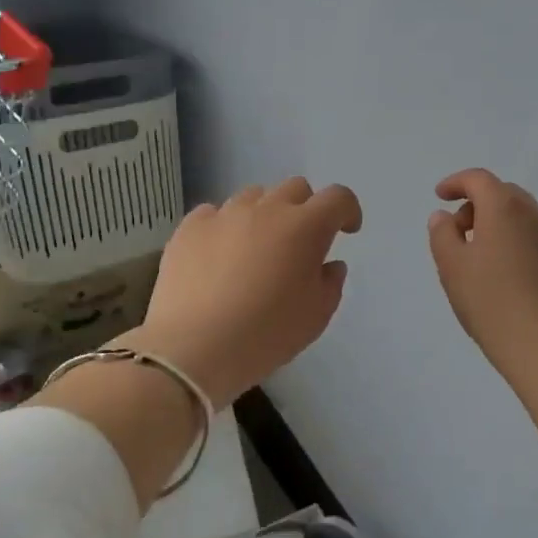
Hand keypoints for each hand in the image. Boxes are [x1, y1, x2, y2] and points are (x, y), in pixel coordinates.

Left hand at [128, 178, 361, 407]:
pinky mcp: (190, 227)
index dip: (347, 211)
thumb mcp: (316, 316)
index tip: (346, 231)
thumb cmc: (267, 333)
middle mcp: (267, 209)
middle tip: (300, 242)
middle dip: (306, 209)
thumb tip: (329, 264)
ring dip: (264, 214)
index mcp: (306, 227)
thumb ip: (331, 283)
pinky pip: (214, 213)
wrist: (194, 348)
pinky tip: (219, 254)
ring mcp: (225, 214)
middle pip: (295, 188)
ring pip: (254, 196)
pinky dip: (225, 226)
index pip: (338, 198)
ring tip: (256, 248)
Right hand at [429, 169, 537, 375]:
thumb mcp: (451, 267)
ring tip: (485, 258)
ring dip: (503, 227)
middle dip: (479, 205)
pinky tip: (513, 280)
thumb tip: (444, 217)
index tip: (440, 196)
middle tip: (460, 232)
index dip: (456, 182)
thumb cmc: (489, 301)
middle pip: (505, 195)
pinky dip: (523, 249)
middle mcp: (537, 216)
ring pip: (526, 220)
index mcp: (505, 209)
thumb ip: (442, 234)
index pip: (478, 179)